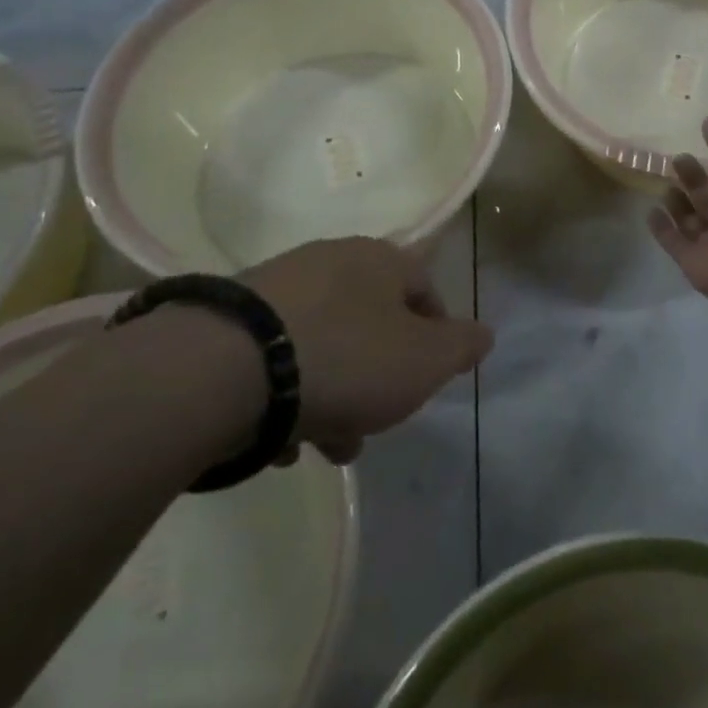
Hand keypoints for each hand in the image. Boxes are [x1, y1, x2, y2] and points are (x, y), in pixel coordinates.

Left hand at [240, 238, 492, 463]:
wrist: (223, 369)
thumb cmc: (346, 359)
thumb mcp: (425, 361)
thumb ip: (461, 347)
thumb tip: (484, 335)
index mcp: (380, 260)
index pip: (425, 289)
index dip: (436, 334)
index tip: (428, 378)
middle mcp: (329, 261)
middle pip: (370, 324)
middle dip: (378, 379)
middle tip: (374, 423)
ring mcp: (275, 288)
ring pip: (323, 346)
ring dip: (332, 396)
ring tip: (322, 446)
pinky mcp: (229, 321)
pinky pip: (275, 359)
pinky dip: (285, 394)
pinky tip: (277, 437)